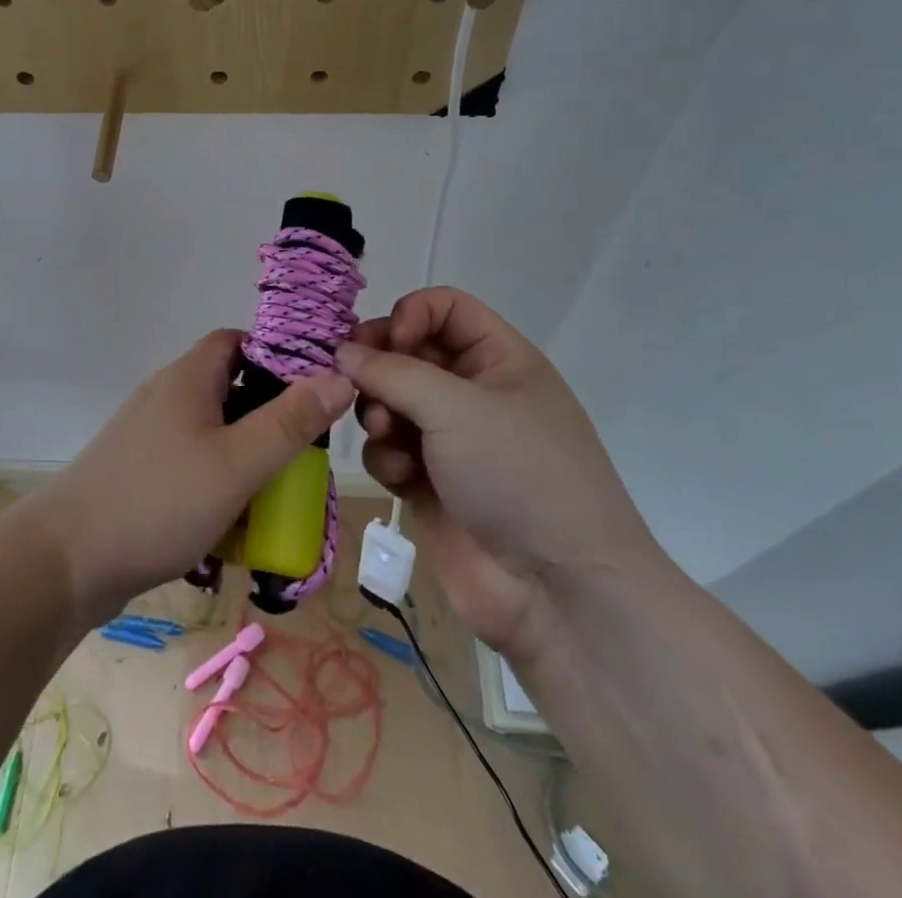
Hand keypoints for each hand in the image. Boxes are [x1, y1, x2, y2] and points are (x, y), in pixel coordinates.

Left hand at [32, 330, 352, 624]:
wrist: (65, 561)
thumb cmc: (158, 501)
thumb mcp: (236, 463)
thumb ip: (290, 422)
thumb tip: (340, 376)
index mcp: (188, 377)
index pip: (237, 341)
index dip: (276, 355)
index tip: (313, 389)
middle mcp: (166, 396)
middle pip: (228, 388)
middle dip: (268, 416)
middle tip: (304, 452)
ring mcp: (148, 436)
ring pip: (211, 432)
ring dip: (244, 456)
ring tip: (277, 492)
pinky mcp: (138, 472)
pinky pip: (190, 464)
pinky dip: (216, 482)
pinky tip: (232, 522)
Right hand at [337, 288, 664, 663]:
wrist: (558, 593)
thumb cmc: (519, 475)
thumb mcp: (457, 407)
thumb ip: (392, 371)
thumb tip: (343, 353)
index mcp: (500, 360)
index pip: (444, 308)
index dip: (409, 315)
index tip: (385, 344)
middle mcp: (475, 393)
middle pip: (409, 353)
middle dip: (380, 366)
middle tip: (353, 379)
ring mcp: (452, 440)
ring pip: (391, 401)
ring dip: (379, 412)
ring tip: (385, 433)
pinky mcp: (429, 482)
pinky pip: (389, 448)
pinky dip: (387, 457)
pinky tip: (401, 478)